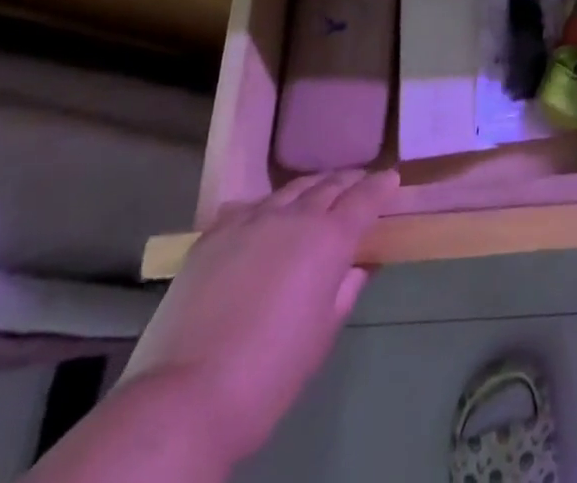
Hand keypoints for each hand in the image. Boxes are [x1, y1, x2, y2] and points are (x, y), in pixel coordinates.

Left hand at [123, 170, 398, 467]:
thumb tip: (358, 266)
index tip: (391, 179)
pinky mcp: (212, 237)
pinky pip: (249, 208)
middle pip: (329, 185)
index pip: (366, 197)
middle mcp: (295, 217)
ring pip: (290, 190)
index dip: (381, 185)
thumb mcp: (323, 334)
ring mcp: (250, 222)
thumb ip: (345, 289)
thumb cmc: (269, 373)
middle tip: (359, 184)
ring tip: (317, 193)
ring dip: (311, 189)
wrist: (185, 398)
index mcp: (330, 238)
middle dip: (349, 182)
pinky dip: (268, 206)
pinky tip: (266, 215)